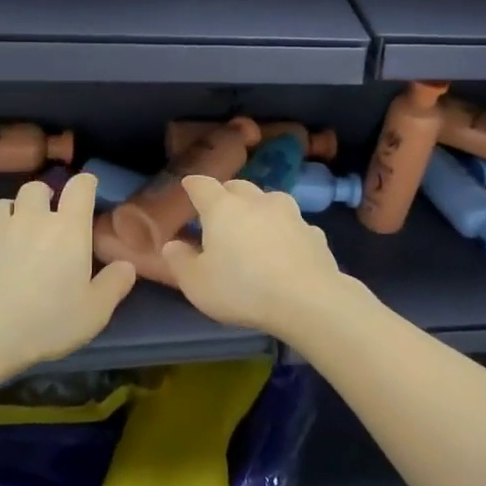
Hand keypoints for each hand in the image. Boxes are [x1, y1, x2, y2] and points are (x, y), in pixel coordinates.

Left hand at [0, 173, 136, 373]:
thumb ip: (114, 285)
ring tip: (9, 238)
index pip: (80, 187)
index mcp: (67, 229)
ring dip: (7, 216)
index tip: (86, 191)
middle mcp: (30, 219)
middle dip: (42, 198)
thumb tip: (126, 266)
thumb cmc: (47, 321)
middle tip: (44, 221)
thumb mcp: (94, 312)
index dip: (85, 184)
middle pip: (35, 188)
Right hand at [160, 177, 351, 337]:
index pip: (202, 185)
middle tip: (218, 211)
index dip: (193, 185)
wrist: (308, 300)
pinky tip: (284, 250)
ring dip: (258, 209)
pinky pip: (293, 225)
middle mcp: (257, 201)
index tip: (188, 186)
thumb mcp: (197, 283)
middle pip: (238, 187)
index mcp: (223, 208)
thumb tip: (172, 245)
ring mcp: (290, 214)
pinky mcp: (313, 232)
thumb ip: (180, 261)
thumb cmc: (242, 289)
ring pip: (269, 201)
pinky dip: (284, 232)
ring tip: (253, 228)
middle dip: (226, 194)